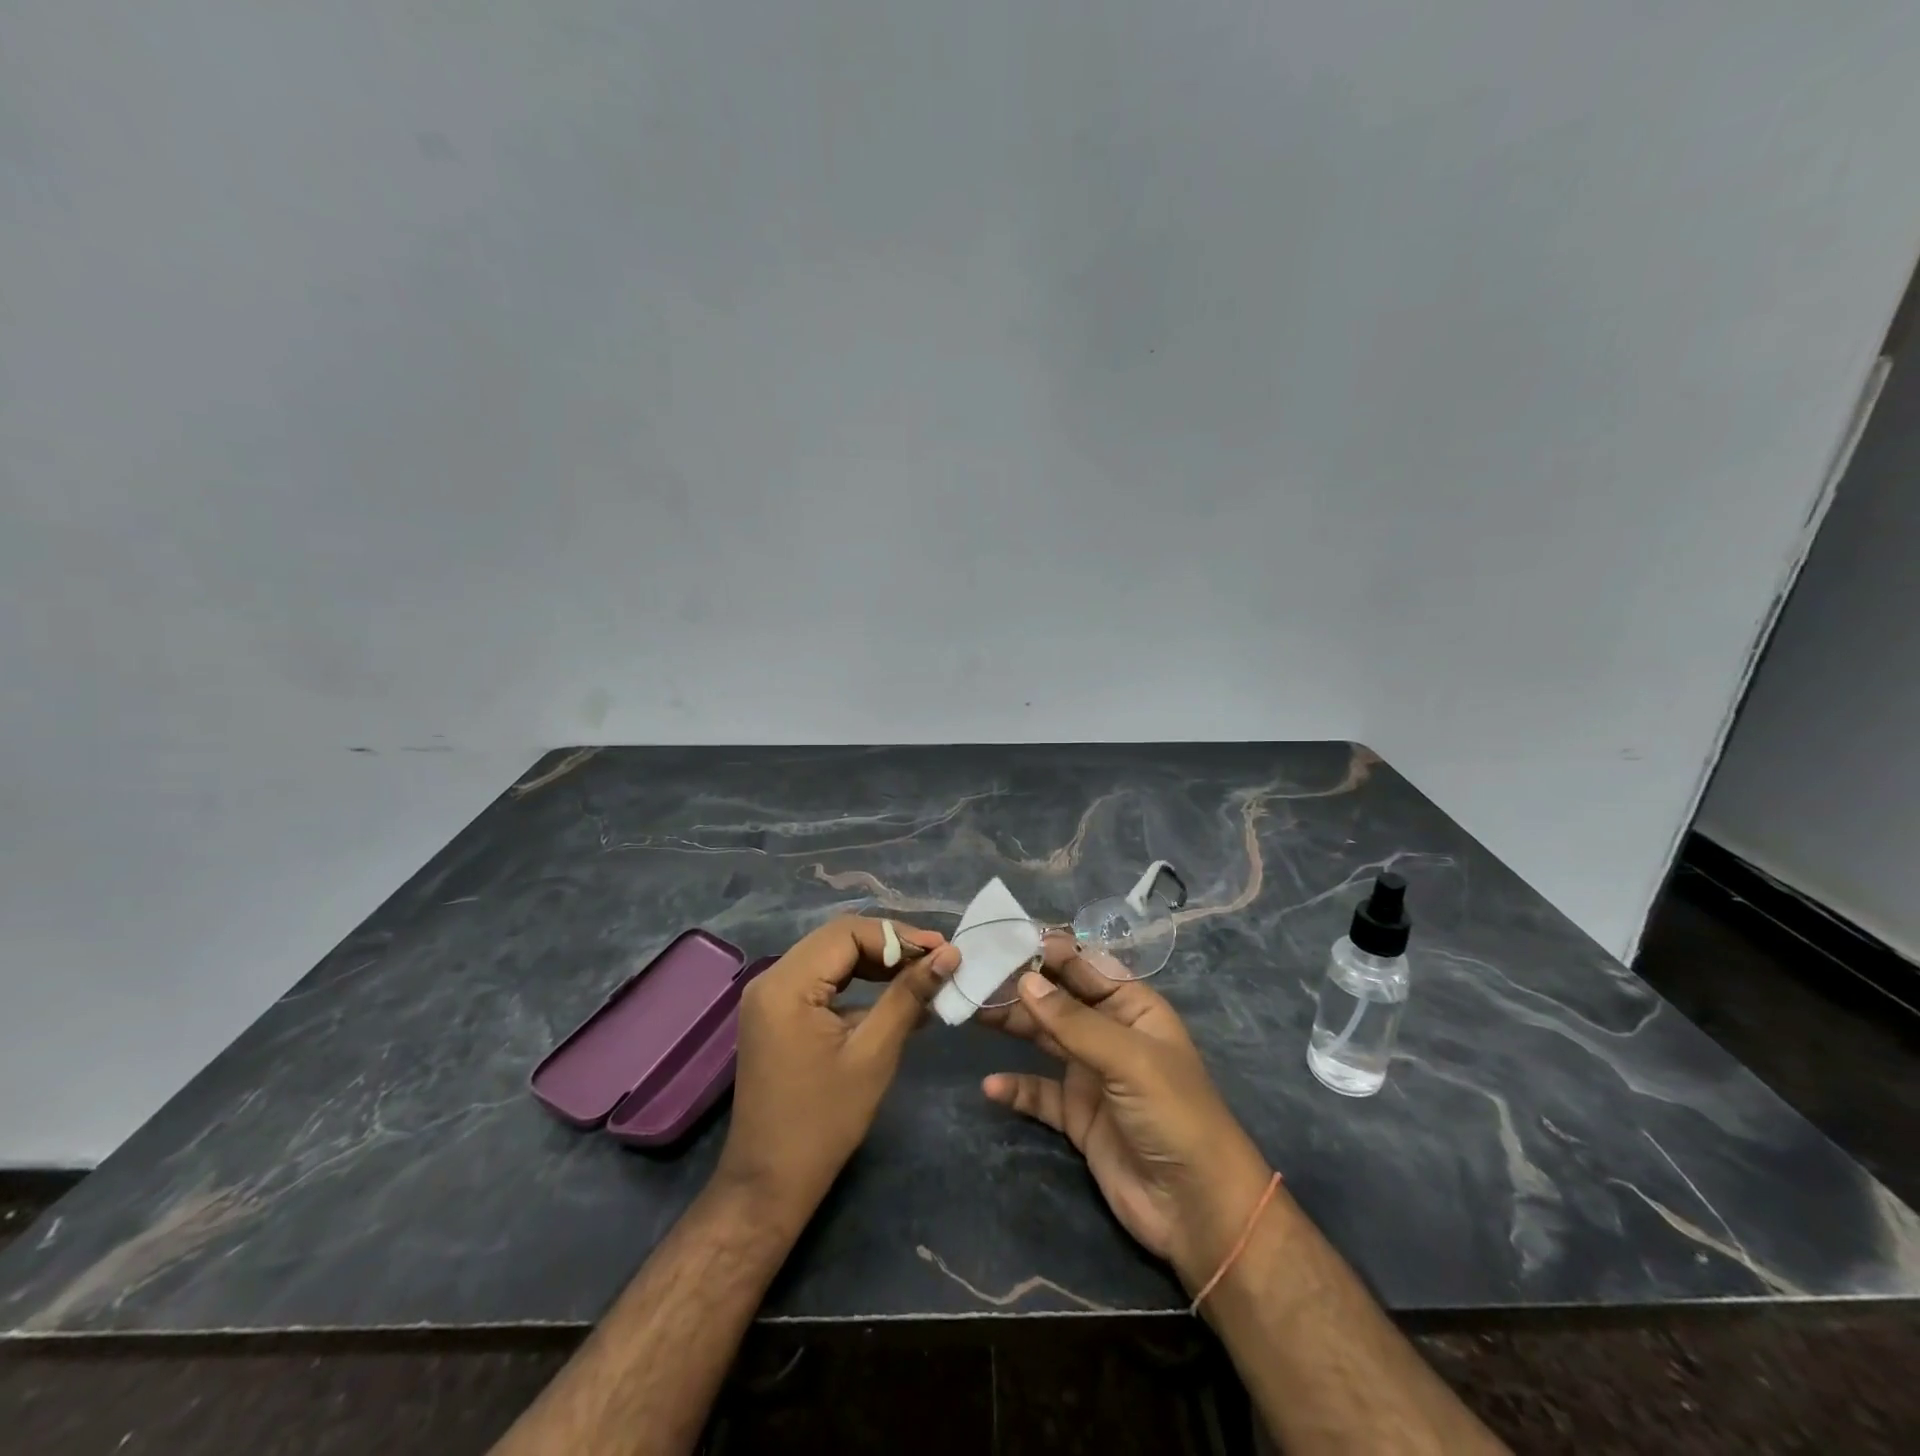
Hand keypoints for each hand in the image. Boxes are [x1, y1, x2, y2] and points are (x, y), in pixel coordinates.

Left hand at [717, 917, 958, 1225]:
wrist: (770, 1182)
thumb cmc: (824, 1121)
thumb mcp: (874, 1054)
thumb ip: (909, 996)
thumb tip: (950, 954)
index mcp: (786, 984)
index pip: (847, 933)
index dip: (898, 936)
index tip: (942, 950)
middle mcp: (771, 978)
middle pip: (838, 939)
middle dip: (890, 945)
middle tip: (937, 960)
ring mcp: (770, 996)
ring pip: (831, 956)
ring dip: (876, 962)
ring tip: (922, 975)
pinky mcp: (777, 1013)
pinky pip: (822, 980)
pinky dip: (857, 983)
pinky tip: (893, 997)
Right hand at [978, 951, 1273, 1290]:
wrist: (1197, 1209)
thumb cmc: (1173, 1114)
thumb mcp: (1128, 1059)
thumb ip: (1073, 1021)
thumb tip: (1024, 981)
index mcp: (1134, 1008)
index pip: (1087, 968)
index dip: (1050, 953)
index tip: (1007, 942)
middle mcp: (1110, 1034)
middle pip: (1059, 1001)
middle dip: (1022, 987)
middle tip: (977, 975)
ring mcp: (1092, 1075)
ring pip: (1044, 1039)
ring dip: (1013, 1026)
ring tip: (973, 1014)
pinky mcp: (1078, 1116)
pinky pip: (1039, 1093)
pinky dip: (1016, 1088)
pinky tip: (991, 1087)